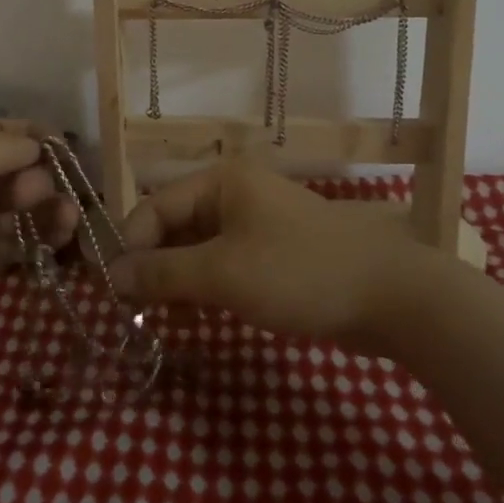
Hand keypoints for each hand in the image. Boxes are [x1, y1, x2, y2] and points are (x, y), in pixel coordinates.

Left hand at [0, 120, 74, 372]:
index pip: (0, 130)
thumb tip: (38, 146)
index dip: (35, 136)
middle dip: (42, 174)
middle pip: (15, 167)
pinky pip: (17, 242)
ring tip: (68, 218)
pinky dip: (41, 238)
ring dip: (49, 206)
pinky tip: (61, 240)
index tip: (70, 148)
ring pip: (21, 205)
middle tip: (46, 195)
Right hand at [110, 163, 450, 355]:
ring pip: (197, 249)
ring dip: (175, 281)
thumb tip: (112, 276)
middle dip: (151, 266)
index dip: (129, 246)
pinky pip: (223, 265)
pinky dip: (203, 287)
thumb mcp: (223, 273)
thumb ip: (163, 273)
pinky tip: (192, 317)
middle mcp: (234, 194)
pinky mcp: (273, 254)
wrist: (392, 297)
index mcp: (220, 182)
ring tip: (157, 320)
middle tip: (132, 312)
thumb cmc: (299, 273)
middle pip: (174, 226)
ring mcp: (256, 224)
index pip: (154, 207)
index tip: (111, 291)